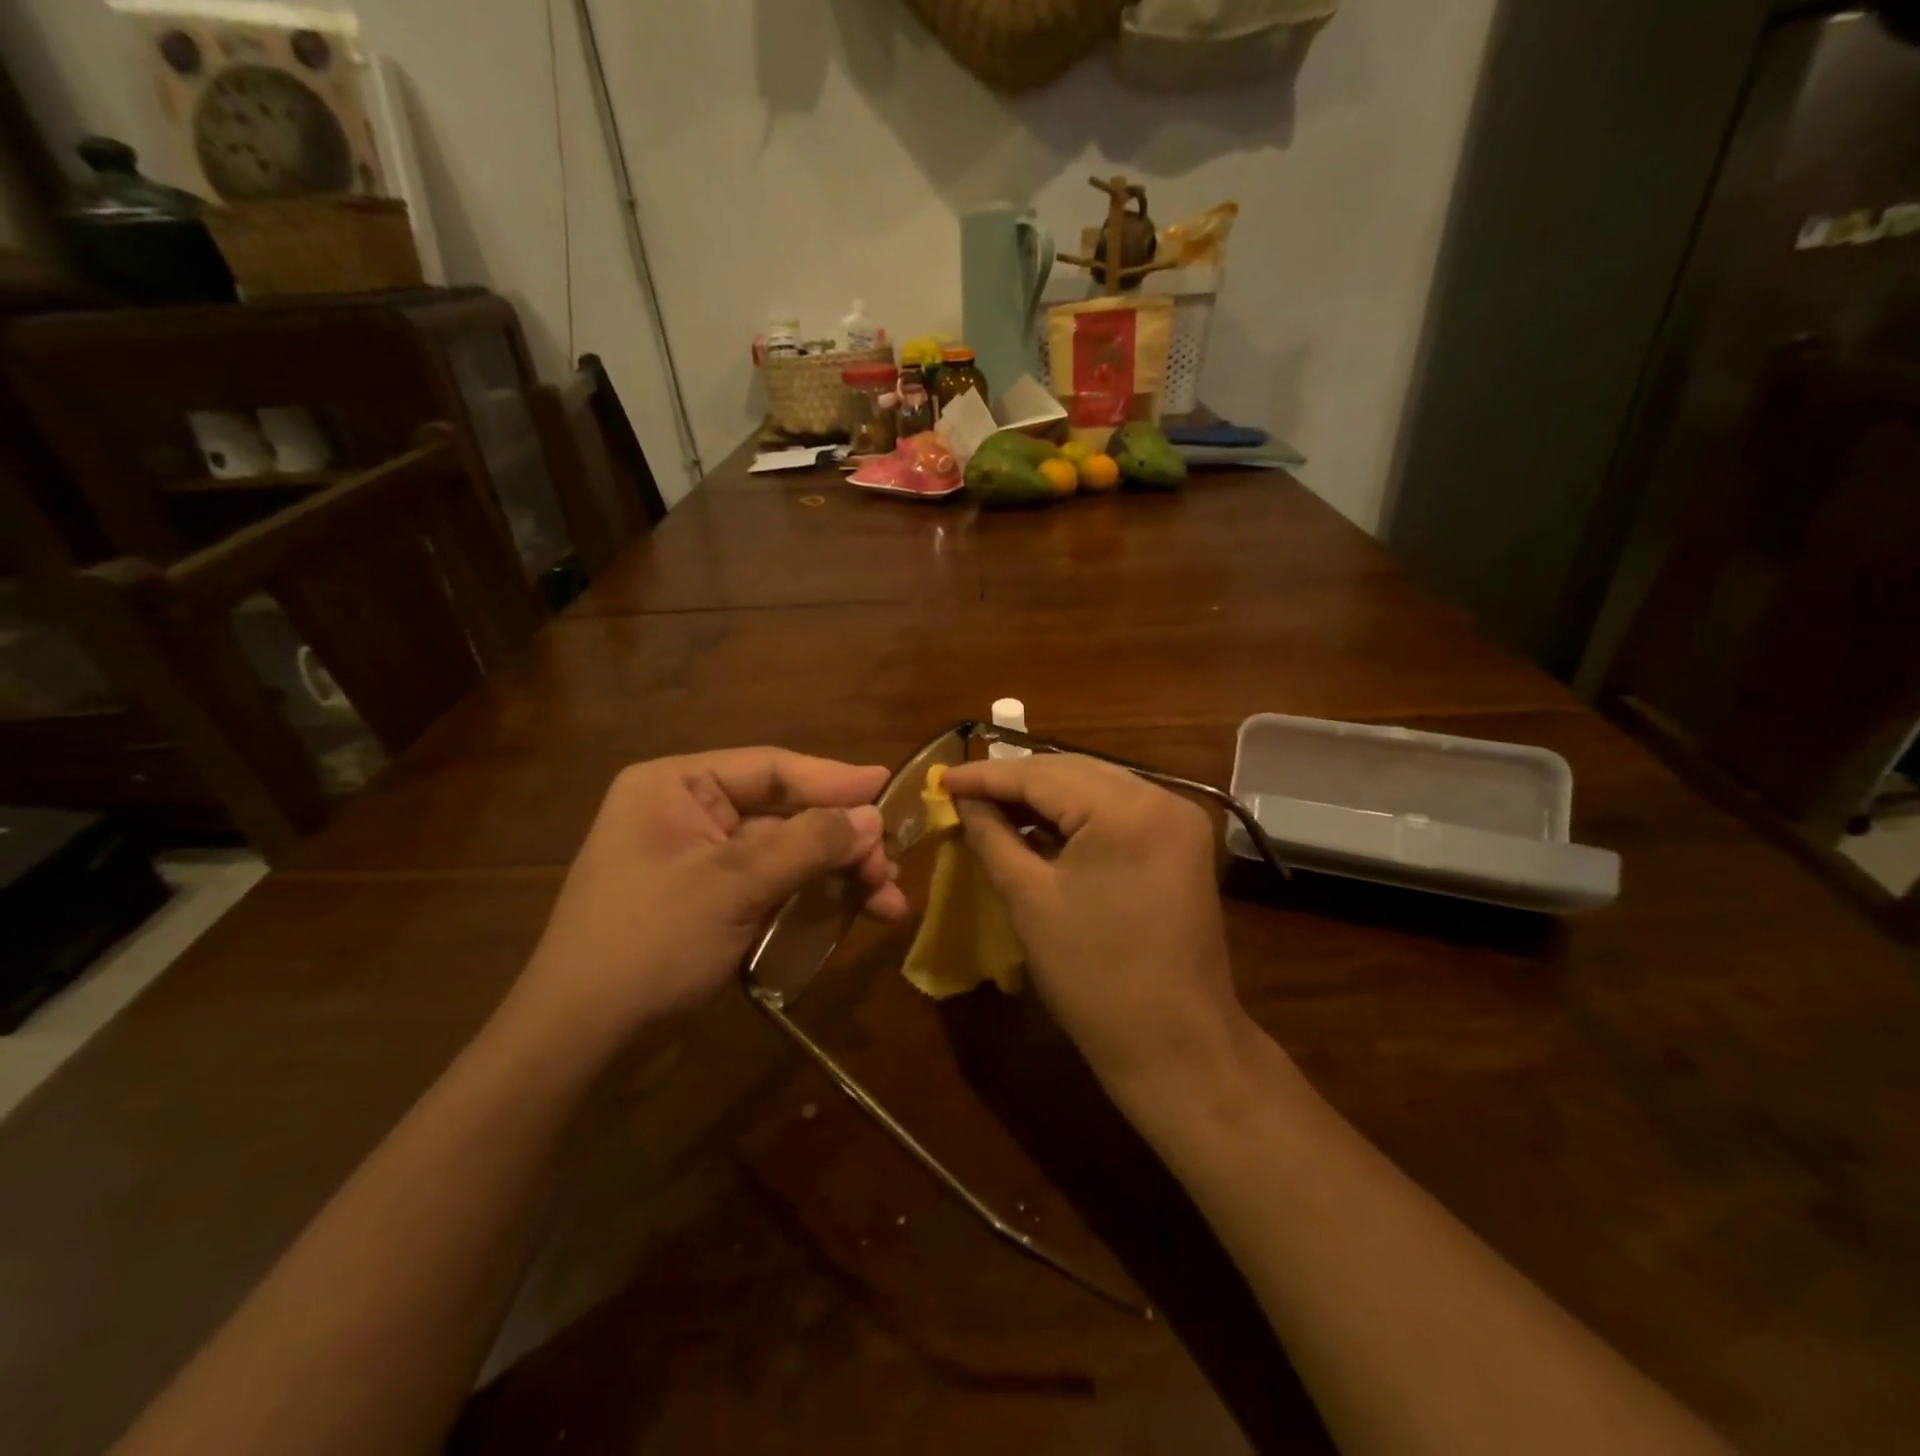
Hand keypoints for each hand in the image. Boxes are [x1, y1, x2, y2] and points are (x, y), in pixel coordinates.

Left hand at [503, 749, 908, 1051]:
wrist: (577, 1049)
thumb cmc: (649, 946)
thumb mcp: (735, 886)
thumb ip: (809, 844)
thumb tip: (873, 817)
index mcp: (676, 786)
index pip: (772, 768)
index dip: (835, 779)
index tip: (889, 788)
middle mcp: (688, 814)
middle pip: (785, 813)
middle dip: (842, 842)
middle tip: (890, 871)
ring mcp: (699, 864)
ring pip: (786, 855)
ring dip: (837, 876)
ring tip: (888, 904)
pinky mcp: (710, 907)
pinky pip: (773, 890)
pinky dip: (813, 902)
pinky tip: (854, 918)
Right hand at [943, 754, 1251, 1111]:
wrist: (1176, 1045)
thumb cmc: (1093, 976)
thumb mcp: (1029, 899)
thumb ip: (992, 837)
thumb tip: (962, 801)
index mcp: (1127, 809)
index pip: (1042, 774)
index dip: (986, 775)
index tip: (941, 778)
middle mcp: (1162, 798)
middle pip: (1072, 772)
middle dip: (1014, 781)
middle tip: (961, 792)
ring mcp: (1179, 819)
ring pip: (1095, 787)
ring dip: (1044, 796)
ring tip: (990, 805)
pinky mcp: (1181, 842)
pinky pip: (1117, 811)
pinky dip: (1076, 815)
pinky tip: (1037, 826)